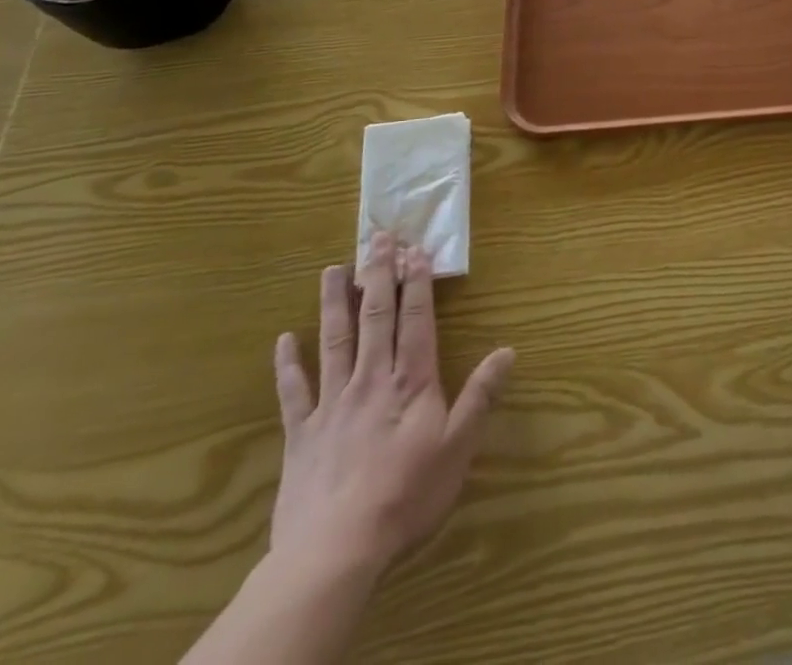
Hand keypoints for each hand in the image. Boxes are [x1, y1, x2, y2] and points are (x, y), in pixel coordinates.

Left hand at [270, 233, 514, 581]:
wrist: (334, 553)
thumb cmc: (406, 497)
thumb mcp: (458, 448)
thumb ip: (480, 396)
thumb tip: (508, 350)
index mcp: (410, 381)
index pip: (416, 319)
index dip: (417, 282)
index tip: (416, 249)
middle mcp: (371, 380)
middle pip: (375, 317)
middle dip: (378, 275)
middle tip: (377, 239)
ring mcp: (332, 404)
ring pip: (334, 341)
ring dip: (335, 303)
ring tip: (333, 269)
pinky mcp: (301, 434)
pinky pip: (293, 392)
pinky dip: (287, 364)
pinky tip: (283, 340)